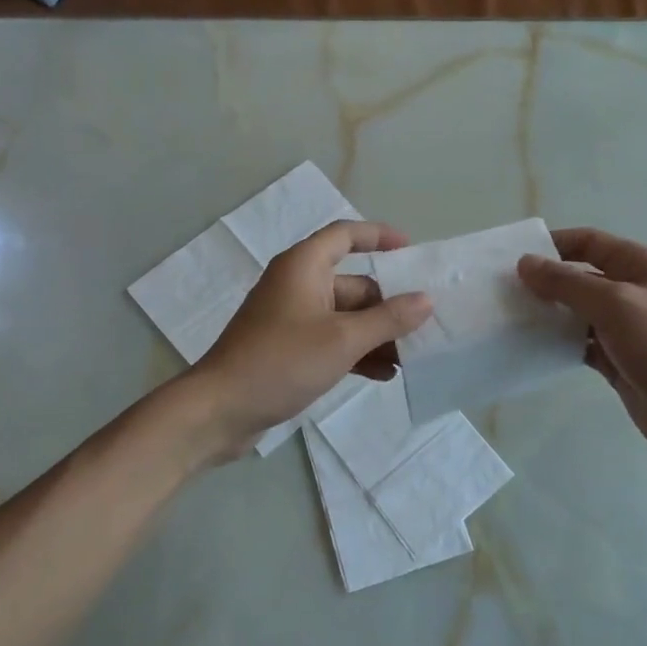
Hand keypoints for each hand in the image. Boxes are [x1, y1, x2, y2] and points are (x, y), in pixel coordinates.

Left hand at [189, 220, 432, 457]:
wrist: (220, 410)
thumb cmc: (281, 361)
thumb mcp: (342, 340)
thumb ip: (388, 319)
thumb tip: (426, 299)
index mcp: (304, 266)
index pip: (345, 235)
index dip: (379, 236)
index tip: (411, 250)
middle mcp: (298, 285)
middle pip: (353, 283)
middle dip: (388, 305)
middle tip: (425, 324)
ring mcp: (292, 318)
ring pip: (345, 317)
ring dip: (376, 335)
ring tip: (412, 357)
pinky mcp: (289, 348)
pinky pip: (332, 340)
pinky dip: (356, 353)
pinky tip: (385, 375)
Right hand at [518, 228, 646, 472]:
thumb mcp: (615, 305)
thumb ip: (567, 283)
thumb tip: (525, 263)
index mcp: (637, 266)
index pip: (588, 242)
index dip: (552, 244)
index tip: (512, 257)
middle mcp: (630, 291)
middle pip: (578, 276)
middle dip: (543, 281)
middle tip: (501, 291)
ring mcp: (623, 328)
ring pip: (575, 312)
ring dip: (547, 314)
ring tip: (507, 319)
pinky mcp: (616, 360)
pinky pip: (578, 344)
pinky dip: (557, 344)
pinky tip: (529, 348)